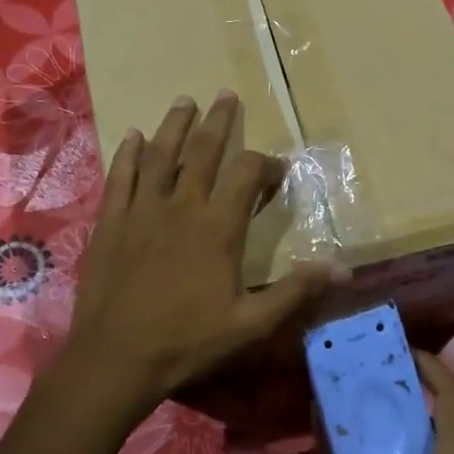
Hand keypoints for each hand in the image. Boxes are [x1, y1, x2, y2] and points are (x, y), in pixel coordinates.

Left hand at [55, 92, 342, 426]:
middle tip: (226, 95)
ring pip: (160, 154)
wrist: (117, 358)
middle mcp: (181, 206)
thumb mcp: (251, 323)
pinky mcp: (111, 221)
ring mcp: (142, 210)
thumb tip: (343, 268)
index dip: (266, 164)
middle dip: (219, 121)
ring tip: (185, 100)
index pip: (246, 173)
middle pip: (204, 150)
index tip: (277, 169)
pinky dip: (128, 153)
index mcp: (218, 227)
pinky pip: (120, 176)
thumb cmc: (188, 341)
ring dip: (175, 125)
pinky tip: (133, 135)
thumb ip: (296, 290)